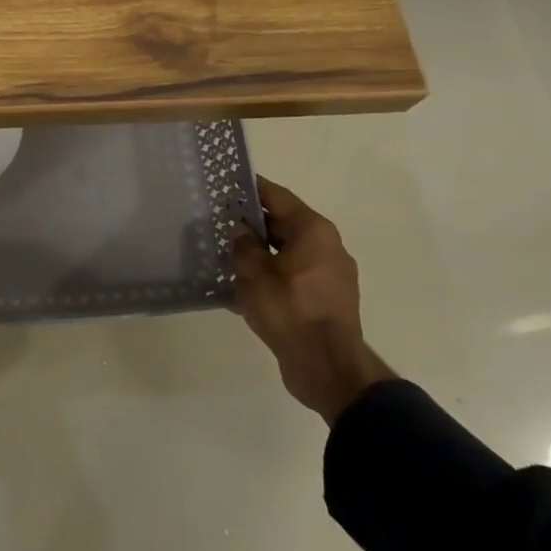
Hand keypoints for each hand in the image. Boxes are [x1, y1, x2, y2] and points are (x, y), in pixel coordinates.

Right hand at [232, 176, 394, 424]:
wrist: (327, 367)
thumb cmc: (289, 310)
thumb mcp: (254, 272)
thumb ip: (243, 244)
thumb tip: (239, 228)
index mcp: (314, 231)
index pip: (277, 196)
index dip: (250, 188)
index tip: (226, 183)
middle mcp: (328, 246)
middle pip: (284, 224)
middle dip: (252, 223)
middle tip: (219, 222)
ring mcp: (331, 275)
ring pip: (288, 252)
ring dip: (261, 252)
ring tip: (227, 255)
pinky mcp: (327, 300)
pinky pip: (293, 276)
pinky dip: (272, 275)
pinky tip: (244, 287)